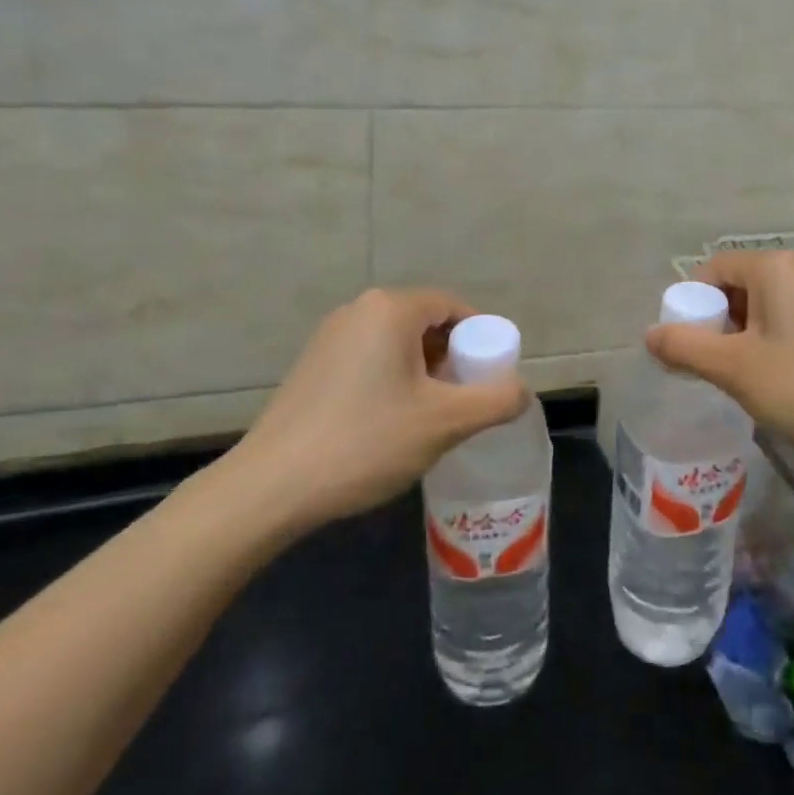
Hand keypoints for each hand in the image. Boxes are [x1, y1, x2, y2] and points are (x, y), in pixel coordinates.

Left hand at [214, 287, 530, 531]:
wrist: (271, 487)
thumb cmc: (367, 441)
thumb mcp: (445, 423)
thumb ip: (496, 400)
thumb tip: (522, 391)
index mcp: (390, 309)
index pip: (454, 306)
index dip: (481, 339)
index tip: (488, 379)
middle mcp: (358, 310)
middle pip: (426, 323)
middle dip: (451, 359)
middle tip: (462, 402)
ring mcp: (329, 337)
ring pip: (397, 344)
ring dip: (423, 373)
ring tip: (428, 419)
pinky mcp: (312, 366)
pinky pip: (370, 359)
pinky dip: (392, 381)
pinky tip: (388, 424)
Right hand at [645, 250, 793, 474]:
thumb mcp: (734, 369)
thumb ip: (685, 347)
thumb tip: (650, 335)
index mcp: (775, 268)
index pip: (712, 269)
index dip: (690, 305)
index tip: (685, 346)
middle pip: (739, 286)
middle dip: (716, 323)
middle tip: (711, 366)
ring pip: (766, 306)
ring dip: (743, 336)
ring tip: (742, 378)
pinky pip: (792, 321)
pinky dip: (772, 342)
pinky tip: (777, 380)